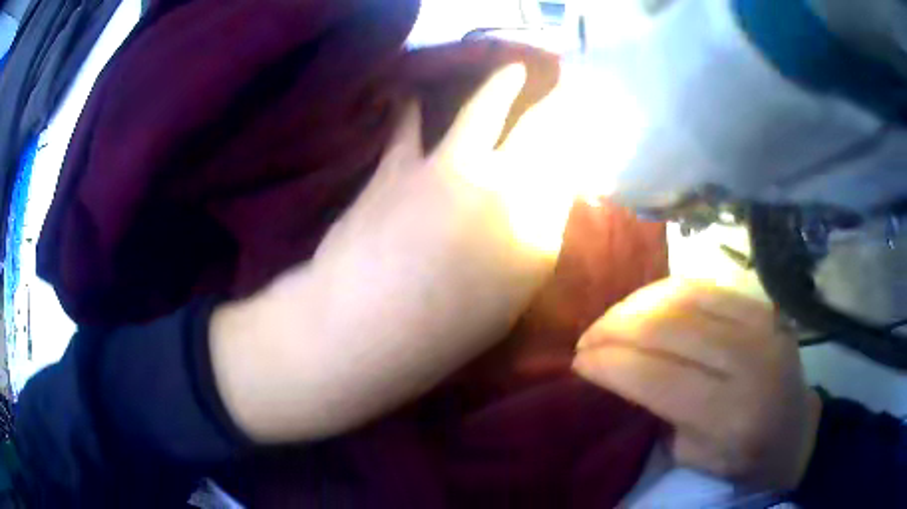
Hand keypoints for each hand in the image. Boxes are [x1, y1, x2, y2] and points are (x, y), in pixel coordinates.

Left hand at [210, 65, 575, 442]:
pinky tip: (408, 96)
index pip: (567, 178)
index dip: (575, 153)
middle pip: (542, 133)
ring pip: (487, 109)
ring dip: (503, 85)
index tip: (579, 139)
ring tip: (514, 70)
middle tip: (565, 92)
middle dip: (557, 110)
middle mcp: (503, 185)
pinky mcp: (400, 165)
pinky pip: (407, 125)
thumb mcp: (509, 299)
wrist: (369, 327)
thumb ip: (531, 247)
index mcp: (537, 232)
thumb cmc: (446, 333)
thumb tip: (542, 211)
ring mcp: (450, 167)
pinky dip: (408, 109)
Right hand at [573, 278, 821, 489]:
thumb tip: (619, 370)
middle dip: (614, 330)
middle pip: (668, 328)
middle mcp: (750, 360)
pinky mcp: (761, 304)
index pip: (659, 377)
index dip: (610, 363)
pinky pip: (702, 286)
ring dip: (634, 306)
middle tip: (586, 340)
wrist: (796, 429)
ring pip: (682, 297)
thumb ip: (659, 414)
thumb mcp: (693, 458)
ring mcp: (761, 323)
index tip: (578, 362)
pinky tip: (644, 307)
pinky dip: (663, 293)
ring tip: (609, 322)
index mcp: (733, 415)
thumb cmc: (742, 459)